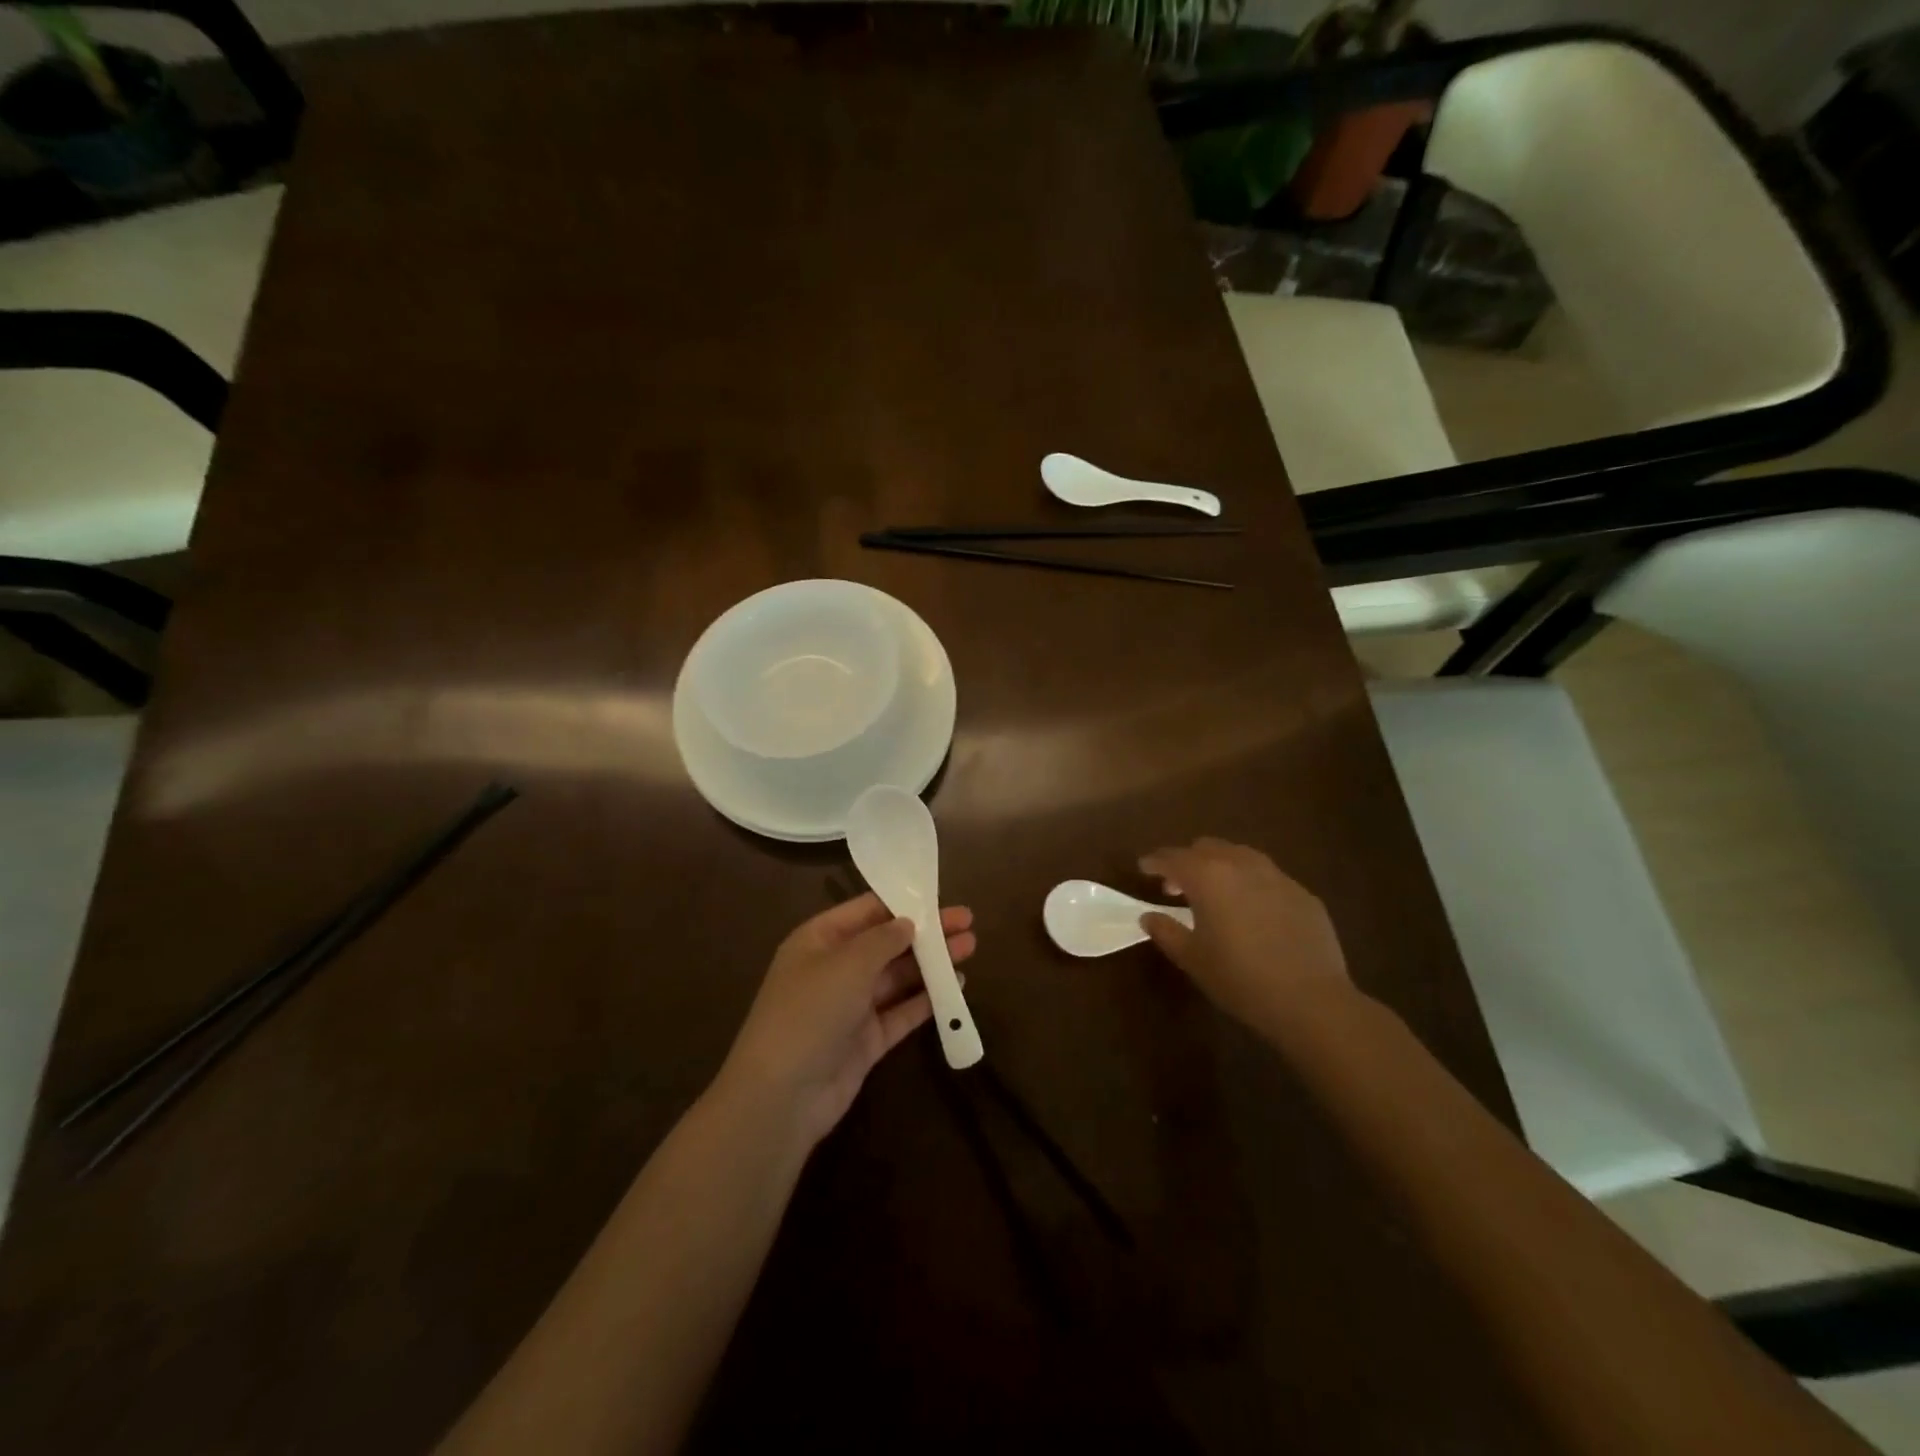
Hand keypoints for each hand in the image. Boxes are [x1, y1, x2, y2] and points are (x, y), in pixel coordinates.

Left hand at [717, 893, 976, 1147]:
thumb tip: (908, 923)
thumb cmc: (810, 1012)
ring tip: (970, 948)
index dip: (903, 902)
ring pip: (898, 976)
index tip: (941, 896)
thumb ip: (883, 939)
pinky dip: (927, 999)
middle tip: (968, 922)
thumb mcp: (847, 963)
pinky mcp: (866, 1040)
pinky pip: (901, 1011)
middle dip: (926, 932)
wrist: (782, 1096)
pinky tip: (957, 986)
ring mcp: (851, 1005)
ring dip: (932, 962)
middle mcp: (835, 968)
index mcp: (819, 939)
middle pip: (887, 942)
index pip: (866, 911)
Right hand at [1137, 838, 1350, 1036]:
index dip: (1154, 861)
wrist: (1311, 1000)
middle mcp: (1240, 865)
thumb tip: (1149, 916)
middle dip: (1188, 861)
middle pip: (1206, 847)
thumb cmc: (1240, 978)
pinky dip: (1250, 885)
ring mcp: (1277, 876)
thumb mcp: (1192, 958)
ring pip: (1240, 856)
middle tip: (1177, 887)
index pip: (1172, 857)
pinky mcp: (1302, 893)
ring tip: (1216, 894)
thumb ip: (1166, 931)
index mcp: (1207, 876)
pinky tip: (1253, 912)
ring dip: (1221, 866)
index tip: (1144, 868)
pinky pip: (1268, 877)